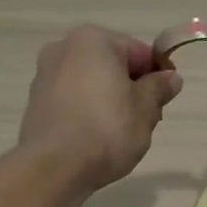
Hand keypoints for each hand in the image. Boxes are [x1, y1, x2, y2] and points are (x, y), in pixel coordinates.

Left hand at [18, 27, 182, 197]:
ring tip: (119, 134)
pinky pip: (72, 102)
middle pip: (112, 67)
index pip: (139, 52)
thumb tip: (171, 78)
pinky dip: (86, 113)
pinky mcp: (35, 104)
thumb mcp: (146, 109)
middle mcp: (63, 48)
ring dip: (108, 102)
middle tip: (145, 121)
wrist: (55, 166)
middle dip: (131, 90)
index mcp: (93, 40)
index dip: (157, 76)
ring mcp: (44, 76)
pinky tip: (95, 139)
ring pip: (90, 84)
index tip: (165, 101)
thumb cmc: (107, 129)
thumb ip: (159, 88)